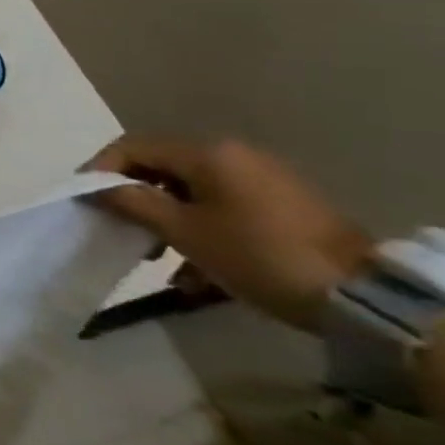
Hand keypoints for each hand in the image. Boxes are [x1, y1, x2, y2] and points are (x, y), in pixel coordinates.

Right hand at [88, 136, 374, 333]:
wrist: (362, 296)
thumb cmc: (256, 254)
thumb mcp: (184, 231)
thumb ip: (133, 203)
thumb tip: (96, 188)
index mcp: (207, 153)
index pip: (133, 147)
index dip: (100, 169)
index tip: (82, 198)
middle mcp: (233, 155)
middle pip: (162, 167)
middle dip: (134, 197)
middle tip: (116, 226)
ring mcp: (263, 179)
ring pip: (191, 190)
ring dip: (165, 217)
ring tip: (153, 253)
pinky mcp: (282, 205)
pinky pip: (221, 206)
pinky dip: (198, 227)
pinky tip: (195, 267)